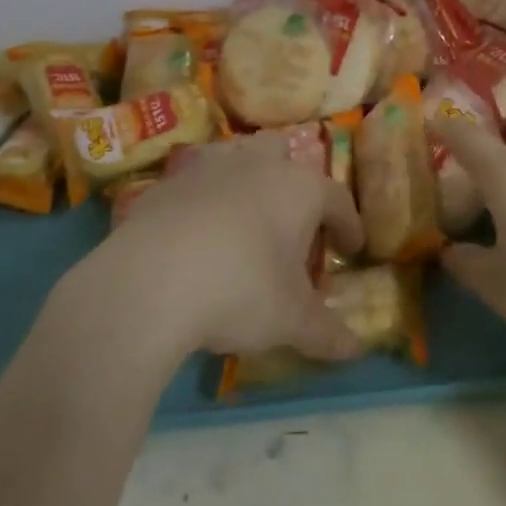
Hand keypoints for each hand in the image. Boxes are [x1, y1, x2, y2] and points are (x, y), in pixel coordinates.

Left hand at [103, 134, 367, 362]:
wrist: (149, 281)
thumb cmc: (239, 290)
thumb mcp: (290, 320)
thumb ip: (327, 333)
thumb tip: (357, 349)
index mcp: (299, 188)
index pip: (336, 199)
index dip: (348, 224)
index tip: (351, 249)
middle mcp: (258, 164)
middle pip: (284, 155)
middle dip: (292, 181)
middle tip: (292, 222)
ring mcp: (209, 167)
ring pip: (238, 157)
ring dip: (246, 180)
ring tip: (245, 219)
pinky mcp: (168, 182)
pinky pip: (196, 181)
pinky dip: (204, 200)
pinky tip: (196, 233)